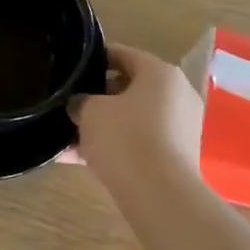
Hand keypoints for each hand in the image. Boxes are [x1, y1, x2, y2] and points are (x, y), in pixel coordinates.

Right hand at [66, 44, 203, 180]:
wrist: (159, 194)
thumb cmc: (125, 138)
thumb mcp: (90, 112)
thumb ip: (81, 101)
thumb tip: (79, 104)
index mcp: (161, 73)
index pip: (125, 55)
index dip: (97, 58)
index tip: (75, 66)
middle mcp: (177, 95)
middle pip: (131, 88)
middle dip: (98, 98)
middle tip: (70, 105)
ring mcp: (181, 127)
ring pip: (133, 119)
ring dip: (103, 127)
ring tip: (69, 138)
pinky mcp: (177, 156)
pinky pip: (140, 143)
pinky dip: (115, 147)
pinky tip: (80, 161)